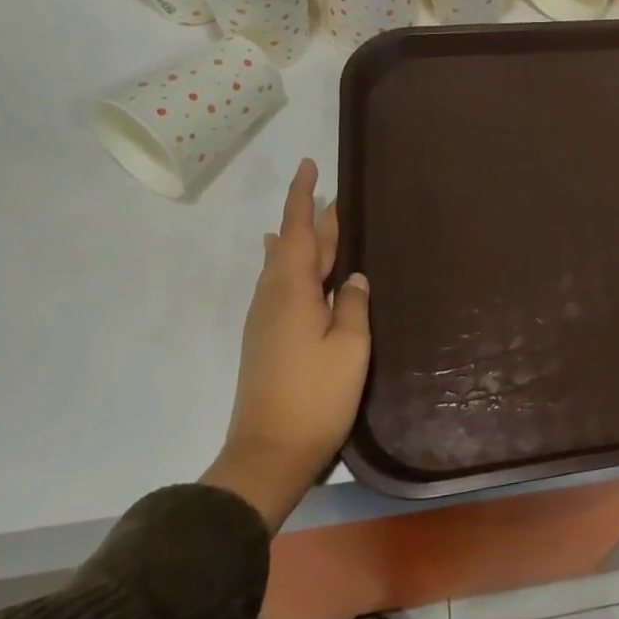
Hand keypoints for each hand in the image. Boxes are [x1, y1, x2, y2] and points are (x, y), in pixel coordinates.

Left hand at [202, 159, 369, 527]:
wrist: (268, 454)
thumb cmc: (315, 396)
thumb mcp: (350, 346)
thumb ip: (352, 305)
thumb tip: (352, 278)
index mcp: (292, 291)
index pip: (299, 231)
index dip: (304, 197)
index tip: (310, 165)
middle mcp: (273, 297)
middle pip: (294, 246)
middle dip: (312, 219)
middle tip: (336, 197)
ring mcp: (265, 320)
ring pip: (285, 266)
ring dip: (303, 242)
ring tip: (320, 223)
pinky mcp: (266, 340)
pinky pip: (281, 286)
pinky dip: (293, 267)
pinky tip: (298, 271)